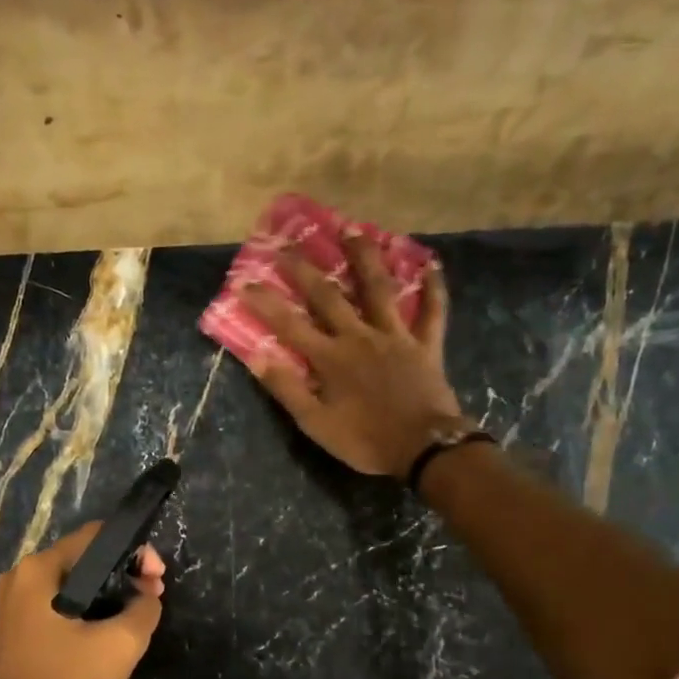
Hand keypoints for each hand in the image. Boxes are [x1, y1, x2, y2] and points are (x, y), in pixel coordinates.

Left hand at [0, 522, 165, 678]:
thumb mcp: (119, 647)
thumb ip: (143, 609)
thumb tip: (146, 595)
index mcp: (37, 571)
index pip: (95, 536)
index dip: (134, 551)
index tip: (157, 580)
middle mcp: (18, 580)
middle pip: (83, 561)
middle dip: (122, 576)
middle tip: (151, 601)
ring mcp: (10, 608)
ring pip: (71, 588)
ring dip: (106, 598)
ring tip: (134, 622)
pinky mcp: (12, 634)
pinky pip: (56, 610)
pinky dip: (84, 616)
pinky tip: (104, 639)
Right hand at [240, 233, 467, 475]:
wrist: (423, 448)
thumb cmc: (365, 441)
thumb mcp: (316, 424)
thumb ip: (287, 390)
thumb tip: (257, 357)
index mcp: (330, 359)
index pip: (290, 325)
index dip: (266, 303)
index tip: (245, 282)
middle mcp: (360, 337)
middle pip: (329, 296)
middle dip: (306, 269)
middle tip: (289, 242)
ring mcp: (396, 336)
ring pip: (379, 288)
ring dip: (365, 257)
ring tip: (353, 229)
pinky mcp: (426, 345)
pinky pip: (432, 311)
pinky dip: (433, 287)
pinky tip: (431, 263)